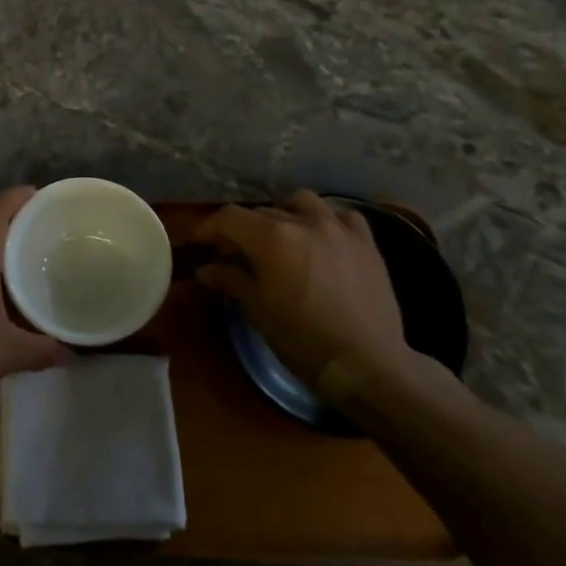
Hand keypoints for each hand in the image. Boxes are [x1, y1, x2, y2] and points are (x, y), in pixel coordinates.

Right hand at [192, 191, 412, 400]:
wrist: (365, 363)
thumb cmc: (302, 340)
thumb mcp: (258, 310)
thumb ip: (230, 280)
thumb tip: (205, 270)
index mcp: (271, 238)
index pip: (229, 218)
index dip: (208, 227)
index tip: (199, 244)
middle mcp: (303, 222)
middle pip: (261, 212)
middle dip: (242, 229)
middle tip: (234, 254)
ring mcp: (338, 228)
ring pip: (301, 202)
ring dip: (284, 214)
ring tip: (281, 237)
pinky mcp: (366, 242)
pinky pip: (342, 215)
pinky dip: (326, 220)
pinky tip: (323, 239)